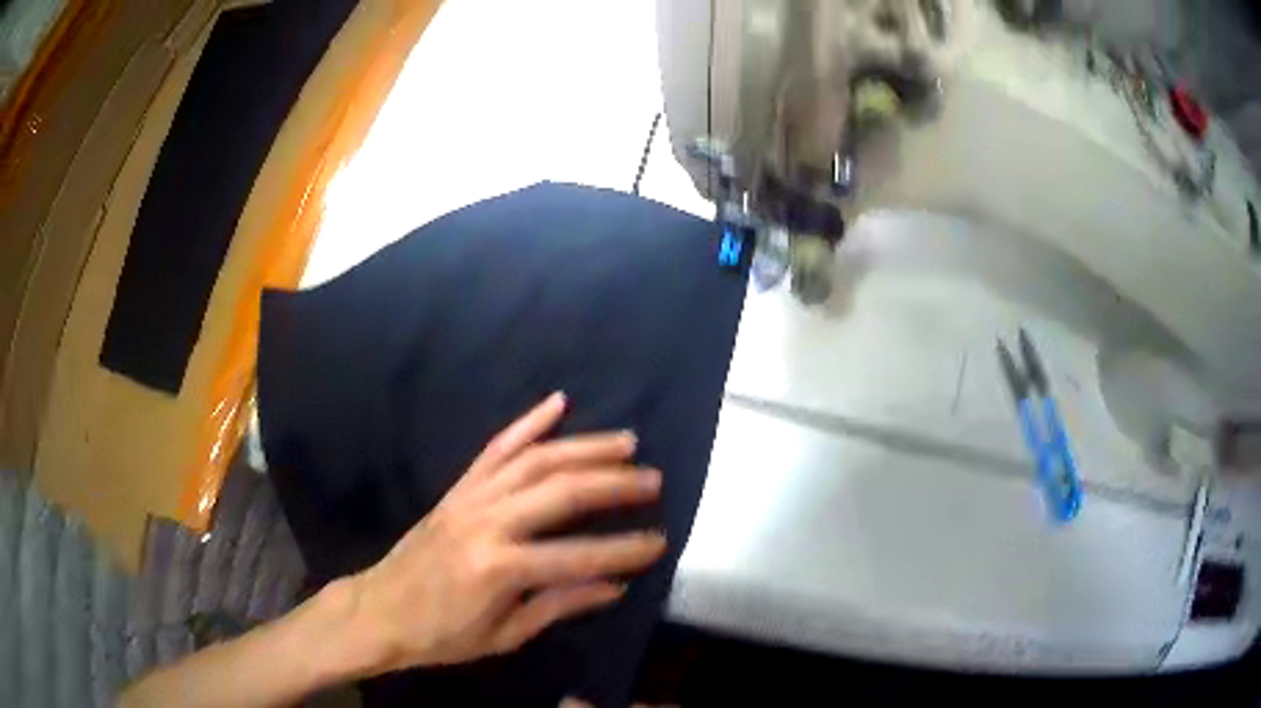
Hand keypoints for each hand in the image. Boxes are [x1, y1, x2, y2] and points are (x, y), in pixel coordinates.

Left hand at [349, 392, 665, 671]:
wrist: (379, 610)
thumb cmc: (442, 634)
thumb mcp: (504, 634)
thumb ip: (558, 605)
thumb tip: (614, 587)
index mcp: (498, 568)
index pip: (577, 556)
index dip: (623, 550)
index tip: (660, 542)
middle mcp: (487, 522)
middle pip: (560, 492)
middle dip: (613, 484)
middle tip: (653, 479)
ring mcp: (469, 498)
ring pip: (534, 460)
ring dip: (584, 447)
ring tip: (625, 442)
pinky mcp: (457, 488)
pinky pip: (495, 448)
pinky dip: (528, 422)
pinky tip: (557, 403)